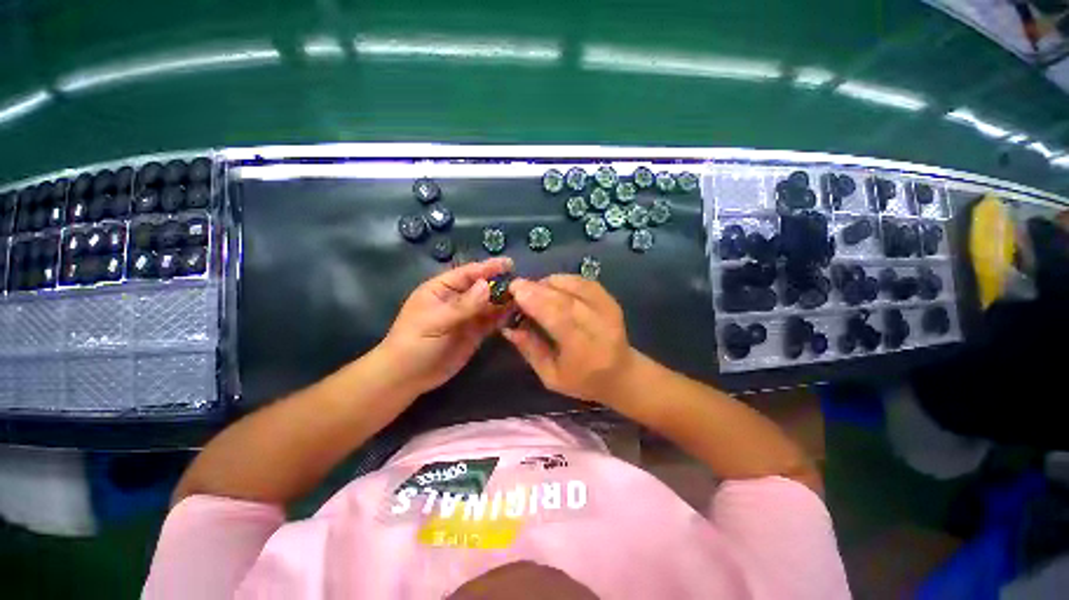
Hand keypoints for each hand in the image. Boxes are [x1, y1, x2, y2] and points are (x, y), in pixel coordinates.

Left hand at [380, 257, 512, 394]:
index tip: (509, 264)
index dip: (488, 267)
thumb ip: (463, 305)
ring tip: (524, 298)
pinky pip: (492, 321)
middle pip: (482, 287)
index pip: (468, 273)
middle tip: (522, 284)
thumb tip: (487, 286)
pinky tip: (516, 314)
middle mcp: (457, 299)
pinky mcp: (475, 332)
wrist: (407, 377)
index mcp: (442, 289)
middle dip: (500, 284)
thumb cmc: (414, 343)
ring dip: (505, 301)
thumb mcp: (436, 321)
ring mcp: (467, 316)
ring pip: (490, 304)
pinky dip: (503, 317)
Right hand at [502, 275, 634, 403]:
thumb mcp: (550, 376)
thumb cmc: (582, 380)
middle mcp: (601, 326)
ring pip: (575, 285)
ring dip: (549, 283)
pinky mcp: (610, 299)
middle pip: (567, 299)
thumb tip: (508, 326)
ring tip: (533, 289)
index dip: (537, 301)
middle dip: (538, 289)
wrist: (621, 373)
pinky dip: (563, 280)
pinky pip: (583, 282)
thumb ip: (530, 350)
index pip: (560, 319)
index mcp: (586, 351)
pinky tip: (550, 286)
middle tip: (517, 285)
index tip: (515, 291)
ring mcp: (609, 309)